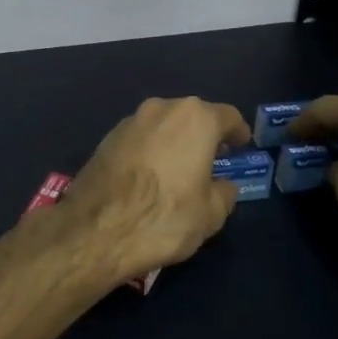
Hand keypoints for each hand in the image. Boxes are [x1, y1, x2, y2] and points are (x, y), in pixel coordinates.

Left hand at [41, 97, 251, 287]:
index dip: (238, 132)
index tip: (242, 145)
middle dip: (205, 135)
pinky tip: (151, 175)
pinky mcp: (106, 137)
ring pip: (163, 124)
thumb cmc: (164, 217)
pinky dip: (151, 149)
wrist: (95, 229)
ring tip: (181, 168)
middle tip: (213, 159)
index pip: (228, 116)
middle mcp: (161, 109)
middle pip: (192, 116)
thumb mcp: (210, 214)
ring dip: (175, 141)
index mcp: (195, 119)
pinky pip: (141, 138)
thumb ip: (224, 192)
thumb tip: (223, 184)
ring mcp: (130, 120)